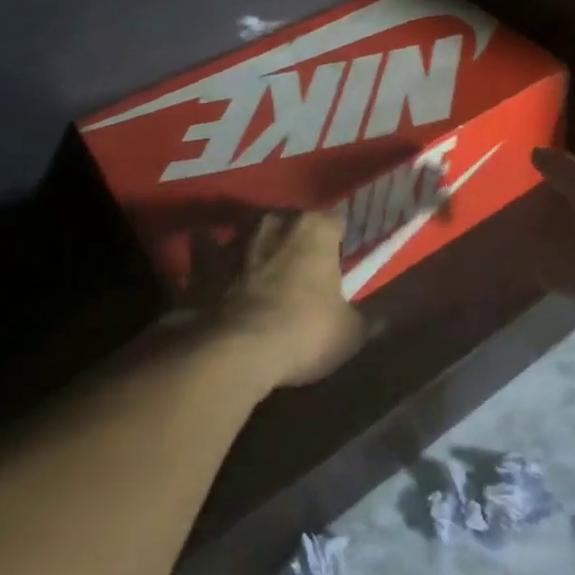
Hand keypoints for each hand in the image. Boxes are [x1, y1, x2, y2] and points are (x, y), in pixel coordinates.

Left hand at [218, 210, 366, 387]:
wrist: (230, 353)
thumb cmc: (302, 332)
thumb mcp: (350, 333)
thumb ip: (360, 317)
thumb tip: (373, 318)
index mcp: (316, 228)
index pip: (337, 221)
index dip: (340, 241)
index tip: (341, 262)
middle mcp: (274, 222)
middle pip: (292, 222)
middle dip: (297, 240)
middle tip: (303, 270)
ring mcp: (233, 240)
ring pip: (251, 234)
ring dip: (257, 249)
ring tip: (262, 274)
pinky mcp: (200, 265)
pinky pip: (207, 256)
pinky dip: (210, 263)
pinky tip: (215, 278)